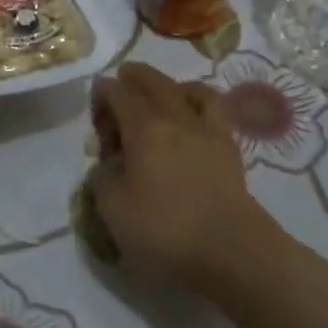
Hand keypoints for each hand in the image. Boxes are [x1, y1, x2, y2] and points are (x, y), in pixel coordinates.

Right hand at [87, 61, 264, 292]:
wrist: (231, 251)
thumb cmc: (164, 229)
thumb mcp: (113, 208)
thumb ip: (103, 177)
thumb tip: (109, 163)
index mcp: (144, 128)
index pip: (121, 95)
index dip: (105, 91)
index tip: (96, 96)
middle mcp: (177, 119)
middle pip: (156, 84)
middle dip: (137, 77)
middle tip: (125, 76)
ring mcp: (209, 132)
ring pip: (191, 91)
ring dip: (173, 85)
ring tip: (165, 91)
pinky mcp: (231, 151)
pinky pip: (216, 112)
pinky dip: (201, 103)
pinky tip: (195, 118)